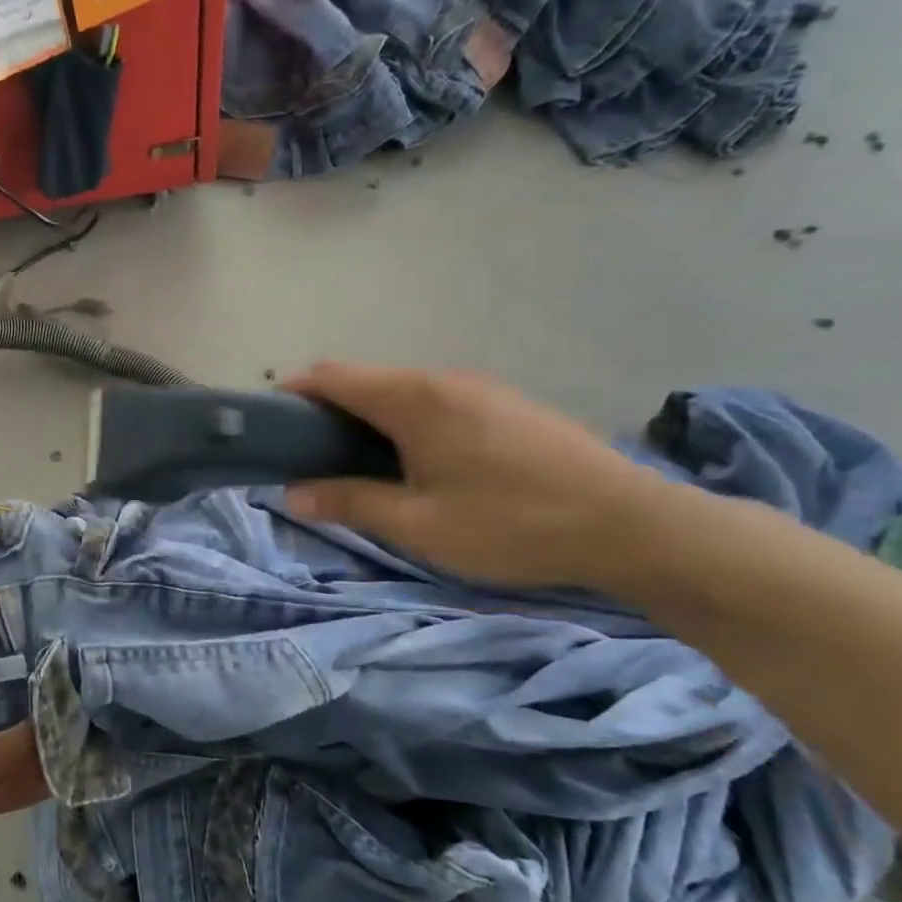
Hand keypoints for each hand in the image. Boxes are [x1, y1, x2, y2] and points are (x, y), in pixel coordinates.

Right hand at [283, 363, 667, 590]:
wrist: (631, 525)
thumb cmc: (510, 523)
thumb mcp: (418, 524)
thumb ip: (349, 502)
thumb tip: (292, 493)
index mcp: (414, 399)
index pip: (332, 376)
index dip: (293, 392)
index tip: (270, 424)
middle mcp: (443, 379)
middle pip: (366, 380)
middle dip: (327, 409)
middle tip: (310, 457)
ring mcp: (481, 388)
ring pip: (403, 390)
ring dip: (369, 416)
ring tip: (360, 465)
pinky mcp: (508, 404)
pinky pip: (436, 401)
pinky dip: (406, 420)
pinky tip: (419, 463)